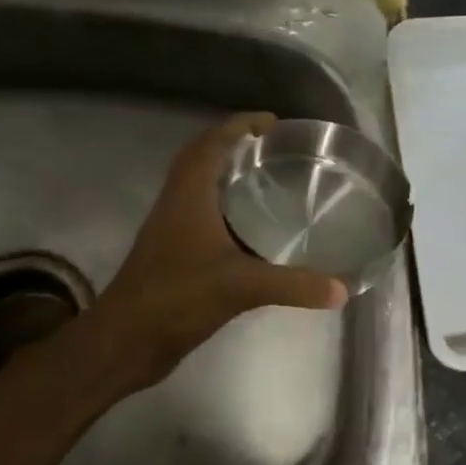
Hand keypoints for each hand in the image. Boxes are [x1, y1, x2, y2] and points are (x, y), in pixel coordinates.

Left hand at [63, 112, 347, 397]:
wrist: (124, 342)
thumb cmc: (177, 299)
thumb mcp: (242, 287)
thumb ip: (294, 285)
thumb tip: (341, 289)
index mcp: (189, 197)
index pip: (211, 144)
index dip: (239, 125)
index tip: (272, 122)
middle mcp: (177, 204)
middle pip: (200, 158)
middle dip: (233, 143)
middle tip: (273, 146)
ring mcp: (172, 229)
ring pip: (199, 185)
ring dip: (227, 173)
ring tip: (268, 177)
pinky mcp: (173, 253)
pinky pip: (201, 213)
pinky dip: (226, 206)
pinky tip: (254, 226)